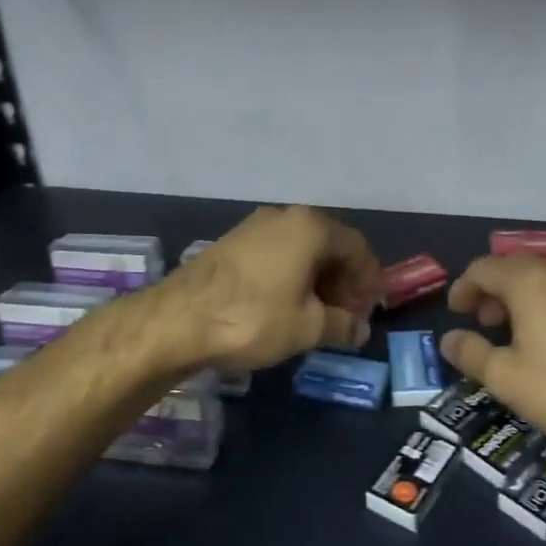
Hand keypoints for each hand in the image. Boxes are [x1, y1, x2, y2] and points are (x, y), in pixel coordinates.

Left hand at [161, 206, 380, 370]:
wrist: (177, 320)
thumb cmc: (253, 318)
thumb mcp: (307, 328)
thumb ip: (342, 325)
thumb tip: (361, 329)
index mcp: (311, 227)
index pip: (357, 247)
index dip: (368, 280)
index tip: (367, 310)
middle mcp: (285, 216)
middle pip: (329, 245)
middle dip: (342, 280)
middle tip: (343, 315)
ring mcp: (255, 226)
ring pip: (301, 249)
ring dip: (316, 279)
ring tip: (315, 315)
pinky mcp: (232, 241)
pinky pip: (276, 253)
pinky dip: (290, 275)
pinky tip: (284, 305)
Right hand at [440, 255, 545, 464]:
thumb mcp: (506, 378)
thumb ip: (471, 354)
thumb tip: (449, 339)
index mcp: (529, 281)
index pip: (484, 268)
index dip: (464, 287)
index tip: (456, 311)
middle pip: (516, 268)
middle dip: (493, 291)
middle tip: (484, 323)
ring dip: (523, 299)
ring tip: (517, 334)